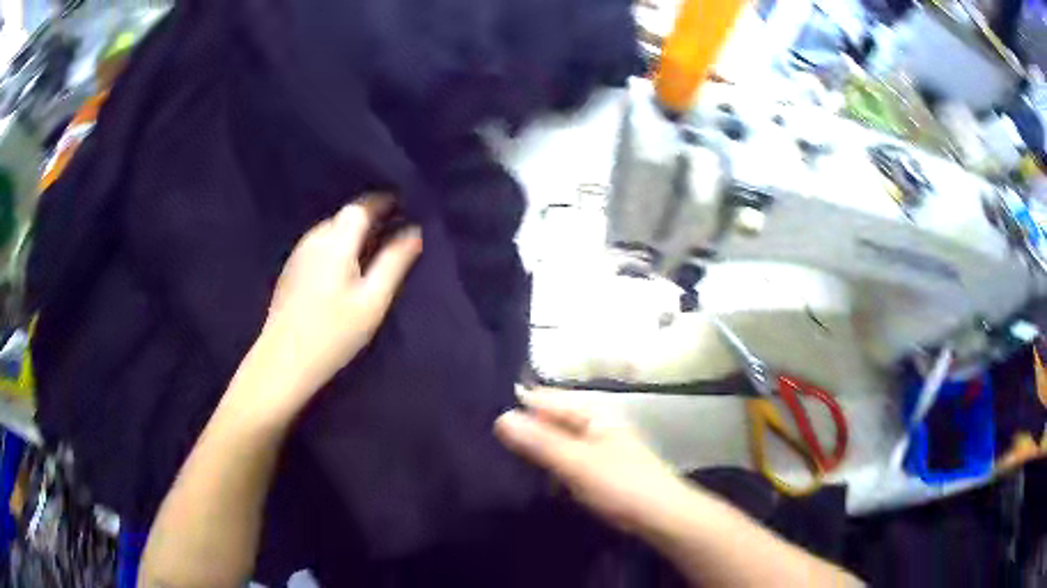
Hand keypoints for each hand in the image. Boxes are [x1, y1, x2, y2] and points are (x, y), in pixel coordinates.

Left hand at [253, 195, 421, 415]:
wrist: (284, 361)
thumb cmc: (333, 333)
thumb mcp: (372, 300)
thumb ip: (394, 262)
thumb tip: (414, 232)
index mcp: (336, 241)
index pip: (362, 207)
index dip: (383, 202)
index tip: (403, 204)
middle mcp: (314, 239)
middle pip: (345, 217)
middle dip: (369, 217)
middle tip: (393, 230)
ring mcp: (299, 254)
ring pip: (331, 230)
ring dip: (352, 233)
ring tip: (372, 249)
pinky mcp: (291, 270)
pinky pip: (319, 245)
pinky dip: (337, 246)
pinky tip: (344, 267)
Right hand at [495, 389, 695, 533]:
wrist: (661, 516)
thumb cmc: (621, 484)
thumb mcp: (576, 462)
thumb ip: (540, 441)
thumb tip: (500, 418)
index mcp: (593, 412)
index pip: (546, 399)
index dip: (517, 404)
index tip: (482, 414)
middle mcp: (594, 424)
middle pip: (550, 419)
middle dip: (523, 428)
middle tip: (484, 438)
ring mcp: (596, 448)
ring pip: (556, 441)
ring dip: (534, 448)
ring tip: (497, 455)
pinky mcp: (597, 470)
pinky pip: (564, 460)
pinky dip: (547, 465)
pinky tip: (529, 475)